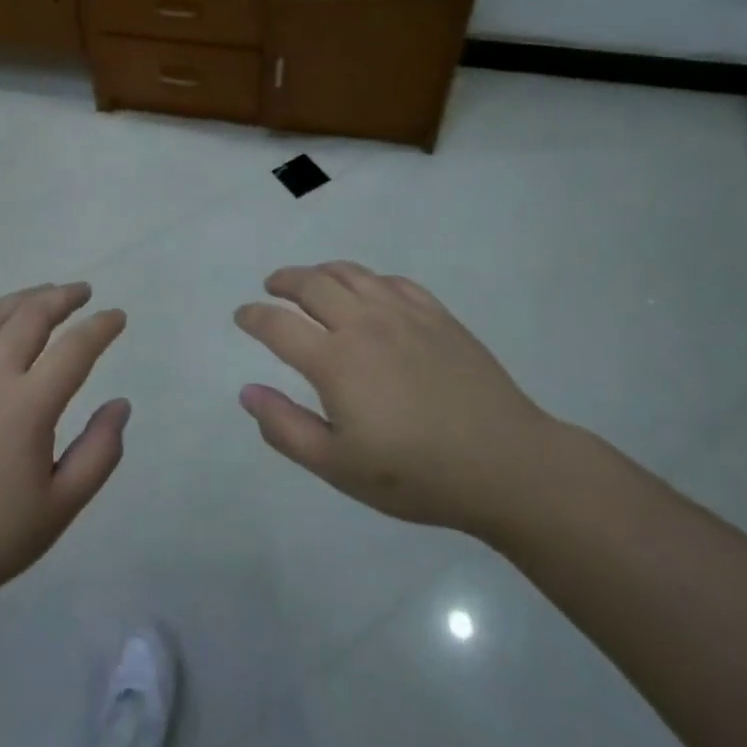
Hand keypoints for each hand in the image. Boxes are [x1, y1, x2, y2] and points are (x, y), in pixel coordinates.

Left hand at [0, 283, 128, 637]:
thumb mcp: (58, 509)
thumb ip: (99, 453)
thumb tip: (120, 405)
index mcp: (28, 406)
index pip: (75, 349)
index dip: (101, 327)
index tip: (117, 317)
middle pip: (32, 315)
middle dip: (63, 297)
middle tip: (83, 293)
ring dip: (25, 297)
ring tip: (45, 294)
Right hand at [235, 262, 559, 540]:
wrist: (505, 463)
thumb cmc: (416, 474)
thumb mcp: (339, 467)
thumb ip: (286, 428)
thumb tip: (247, 392)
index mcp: (335, 361)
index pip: (278, 325)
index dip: (254, 316)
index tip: (242, 316)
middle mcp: (364, 324)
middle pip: (312, 284)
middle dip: (284, 281)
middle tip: (272, 287)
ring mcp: (403, 314)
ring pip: (351, 273)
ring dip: (321, 271)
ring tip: (311, 280)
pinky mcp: (437, 315)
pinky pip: (392, 281)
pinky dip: (368, 279)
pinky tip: (368, 291)